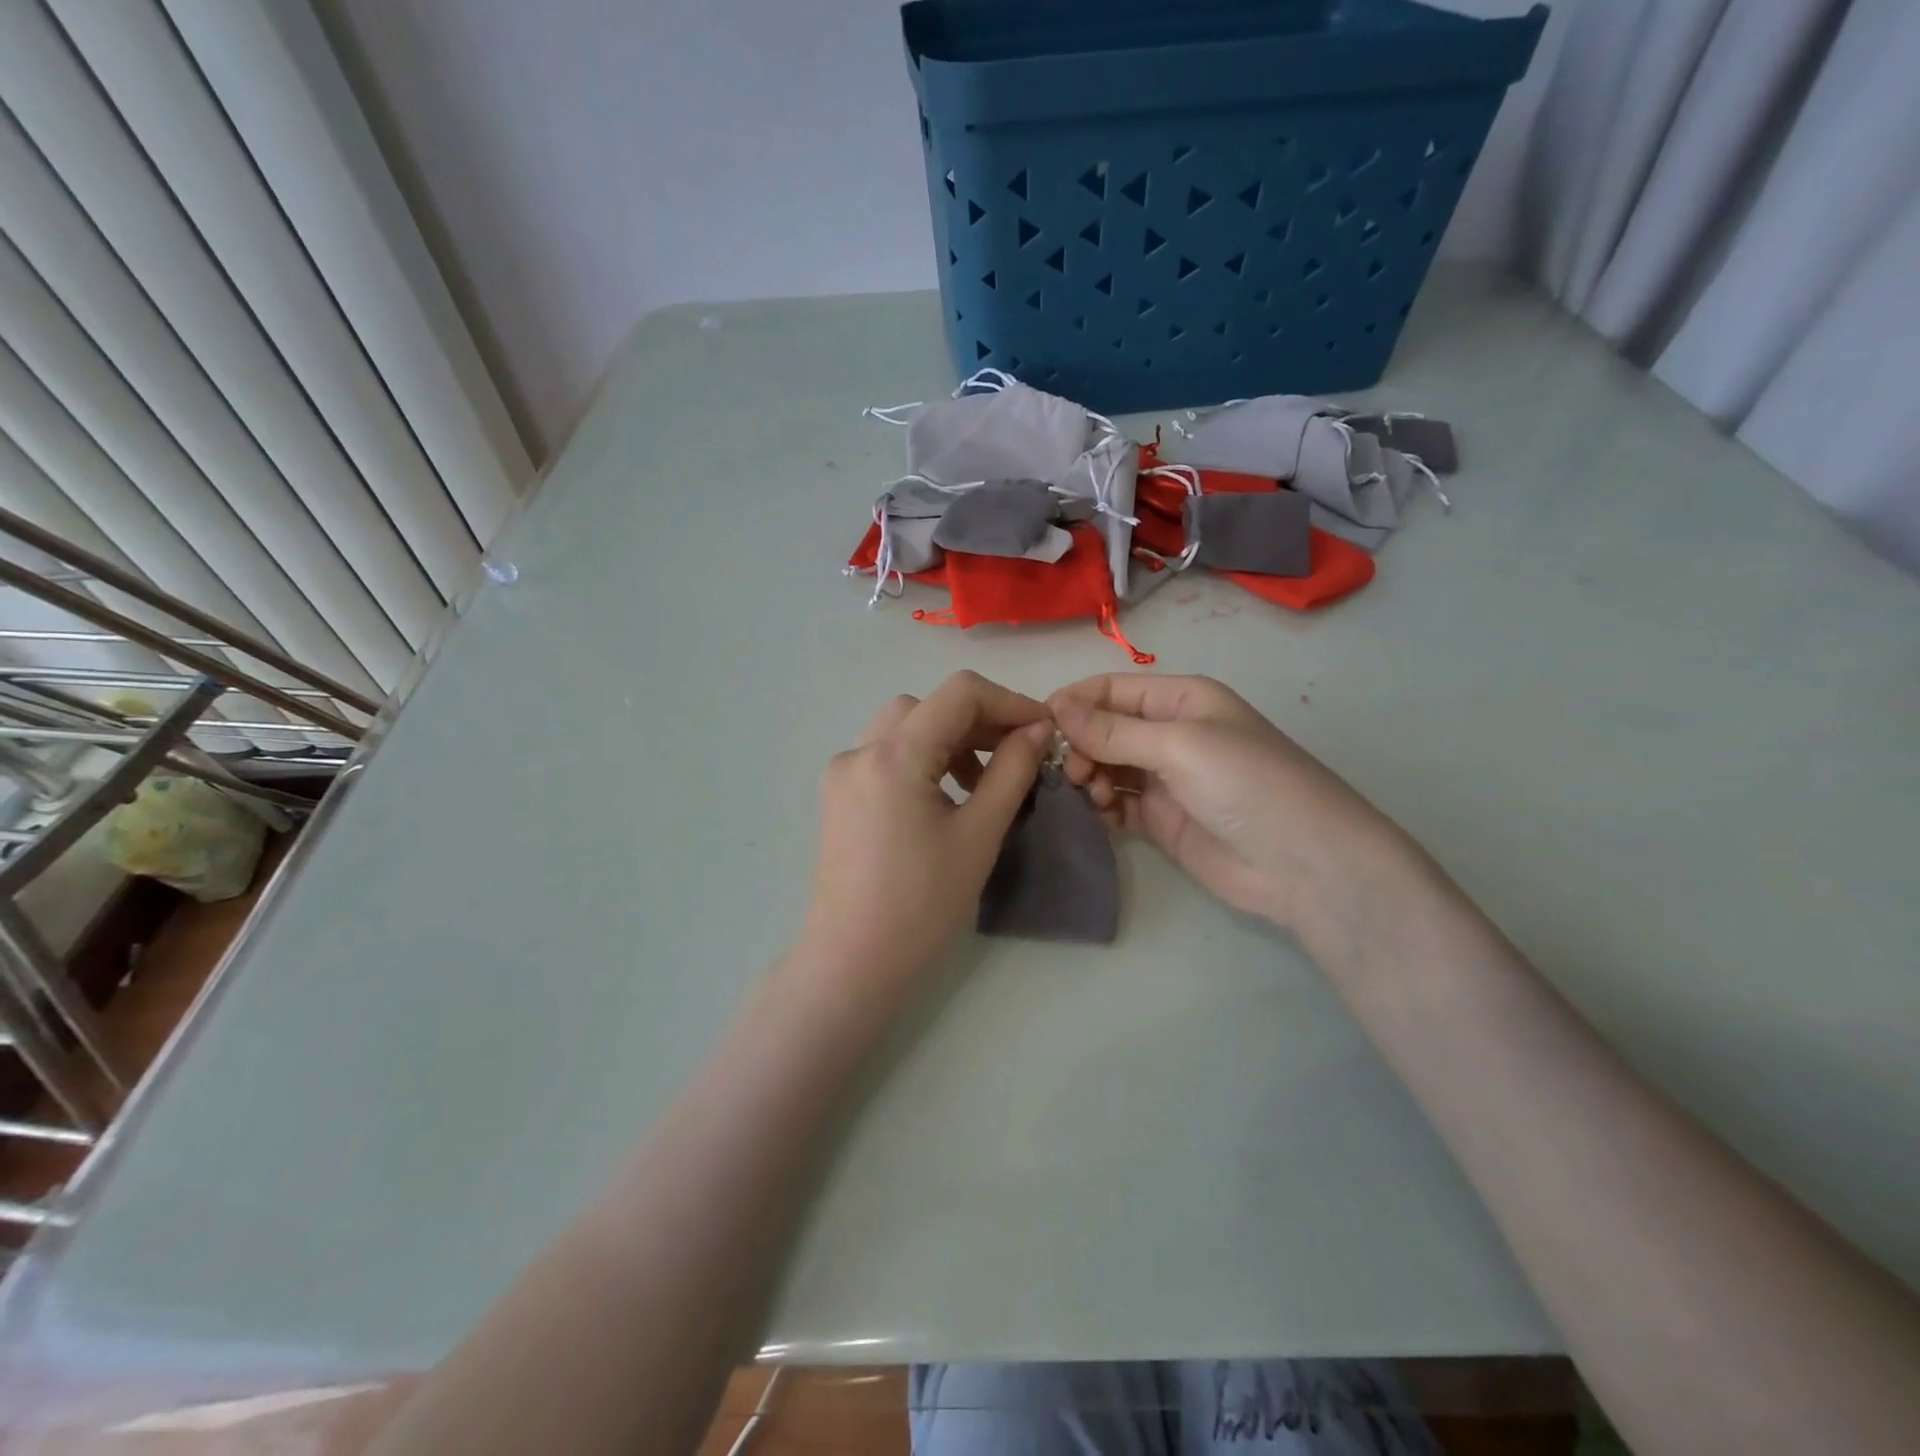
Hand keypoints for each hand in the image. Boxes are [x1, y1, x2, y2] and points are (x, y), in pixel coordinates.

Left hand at [801, 671, 1053, 992]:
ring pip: (904, 727)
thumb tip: (1038, 729)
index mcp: (893, 755)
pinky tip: (945, 794)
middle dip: (978, 720)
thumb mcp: (979, 833)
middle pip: (928, 706)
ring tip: (983, 779)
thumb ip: (1012, 770)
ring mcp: (842, 773)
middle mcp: (860, 752)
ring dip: (948, 738)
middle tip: (1017, 753)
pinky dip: (921, 758)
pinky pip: (885, 755)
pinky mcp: (838, 796)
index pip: (958, 693)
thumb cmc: (923, 905)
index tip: (1043, 729)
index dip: (1008, 701)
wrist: (854, 963)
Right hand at [1050, 674, 1398, 935]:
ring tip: (1089, 794)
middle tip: (1072, 772)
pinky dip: (1101, 807)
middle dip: (1081, 744)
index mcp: (1181, 700)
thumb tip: (1056, 707)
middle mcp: (1170, 734)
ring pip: (1106, 766)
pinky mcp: (1161, 820)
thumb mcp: (1180, 745)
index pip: (1113, 689)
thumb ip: (1114, 730)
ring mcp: (1165, 779)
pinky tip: (1102, 817)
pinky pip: (1116, 803)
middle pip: (1105, 728)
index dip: (1075, 702)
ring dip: (1088, 776)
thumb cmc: (1246, 784)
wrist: (1302, 864)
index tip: (1040, 725)